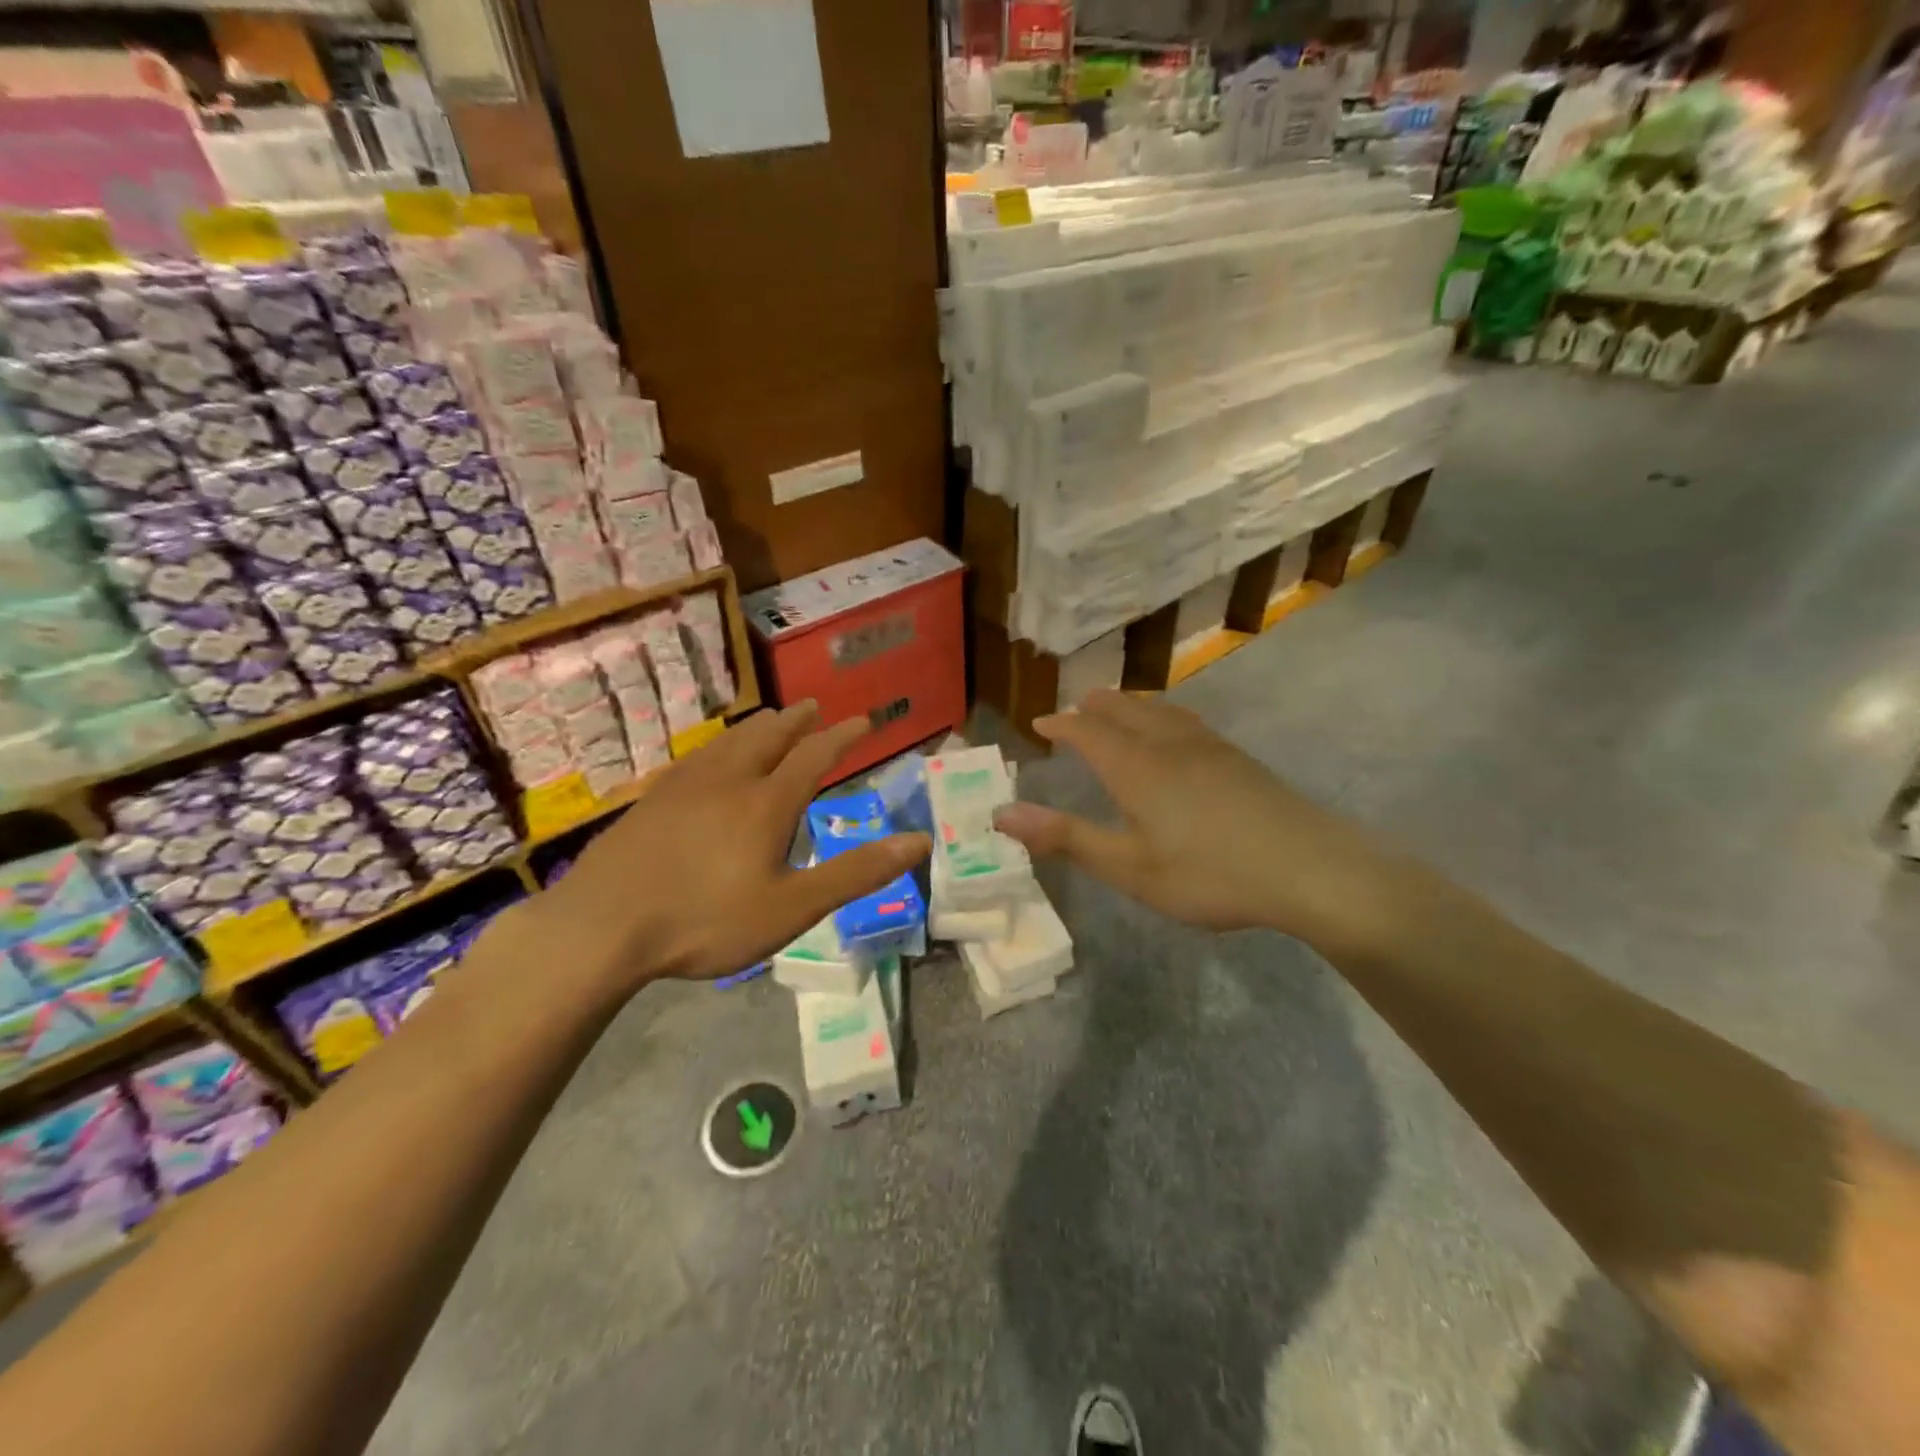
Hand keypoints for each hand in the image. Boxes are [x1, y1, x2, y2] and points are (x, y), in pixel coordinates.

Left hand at [506, 703, 929, 998]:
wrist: (603, 927)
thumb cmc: (707, 920)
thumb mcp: (793, 908)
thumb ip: (856, 873)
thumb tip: (920, 841)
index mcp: (767, 803)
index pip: (814, 756)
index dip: (842, 737)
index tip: (862, 721)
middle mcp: (729, 781)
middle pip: (769, 737)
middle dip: (797, 721)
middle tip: (815, 707)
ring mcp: (684, 786)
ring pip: (730, 742)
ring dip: (758, 727)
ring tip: (771, 719)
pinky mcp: (652, 800)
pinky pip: (697, 758)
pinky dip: (720, 746)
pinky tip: (710, 758)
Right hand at [992, 691, 1386, 947]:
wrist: (1310, 868)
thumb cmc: (1209, 873)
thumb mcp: (1128, 867)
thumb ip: (1064, 838)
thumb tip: (1001, 813)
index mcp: (1135, 765)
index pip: (1086, 730)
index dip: (1060, 725)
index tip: (1039, 724)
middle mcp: (1168, 743)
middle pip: (1123, 709)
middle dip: (1093, 707)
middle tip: (1074, 711)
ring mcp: (1208, 746)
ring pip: (1158, 710)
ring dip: (1129, 705)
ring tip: (1117, 711)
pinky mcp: (1238, 758)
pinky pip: (1185, 720)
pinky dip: (1161, 716)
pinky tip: (1175, 735)